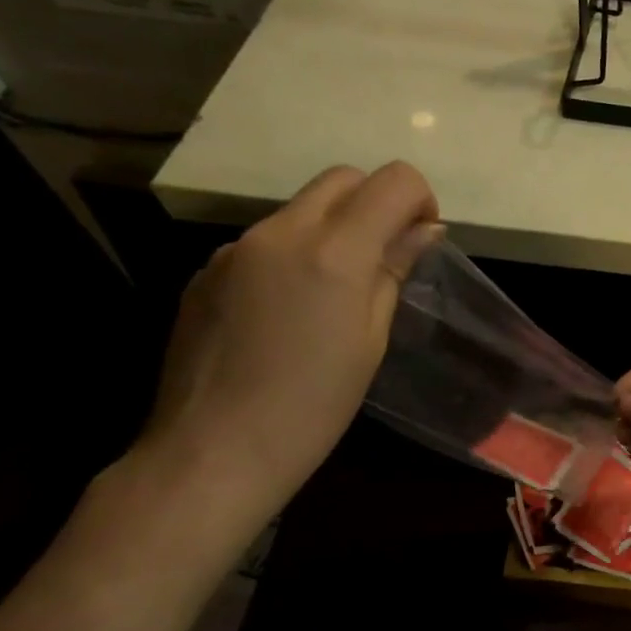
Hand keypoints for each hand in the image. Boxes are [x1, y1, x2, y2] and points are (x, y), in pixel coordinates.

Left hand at [136, 162, 440, 527]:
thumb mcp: (371, 339)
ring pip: (301, 209)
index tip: (421, 239)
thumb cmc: (313, 405)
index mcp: (333, 251)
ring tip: (334, 293)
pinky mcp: (206, 270)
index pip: (392, 181)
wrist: (212, 451)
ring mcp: (235, 248)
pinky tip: (288, 311)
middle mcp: (280, 232)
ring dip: (333, 228)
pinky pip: (265, 241)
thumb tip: (423, 230)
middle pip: (342, 179)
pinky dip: (293, 254)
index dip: (419, 199)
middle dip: (376, 203)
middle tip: (386, 257)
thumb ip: (394, 271)